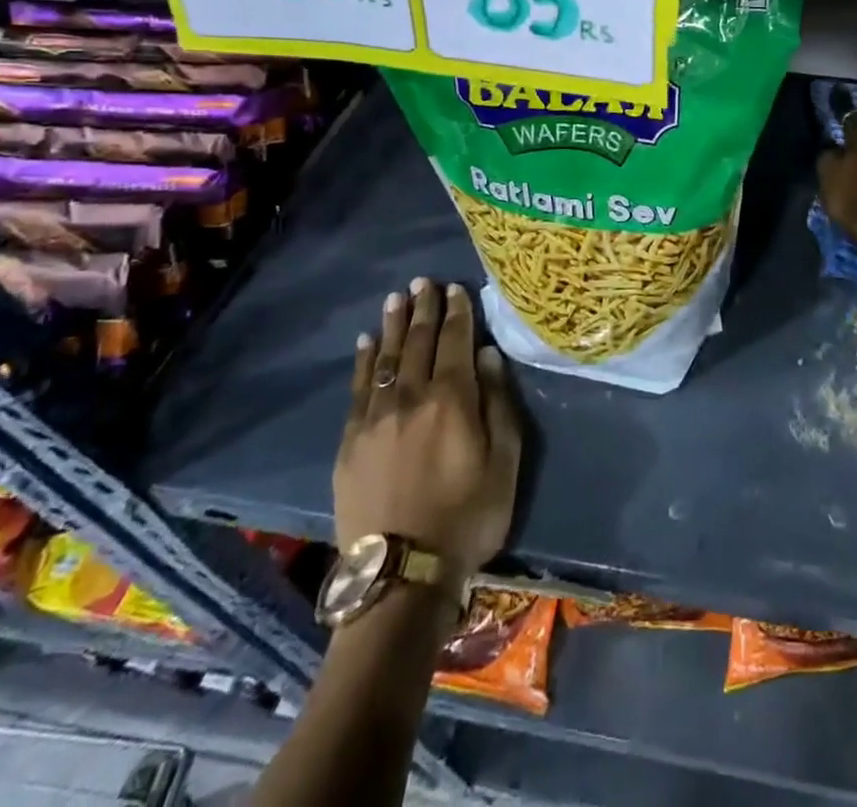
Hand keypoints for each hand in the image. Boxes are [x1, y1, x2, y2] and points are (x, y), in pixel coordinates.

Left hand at [337, 279, 520, 577]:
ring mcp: (376, 418)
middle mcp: (412, 396)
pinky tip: (366, 343)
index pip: (455, 340)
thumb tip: (488, 356)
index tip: (456, 289)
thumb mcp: (505, 461)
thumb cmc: (468, 515)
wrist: (402, 575)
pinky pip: (357, 389)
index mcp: (453, 398)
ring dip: (392, 325)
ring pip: (386, 358)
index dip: (457, 312)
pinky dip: (363, 362)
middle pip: (418, 341)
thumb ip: (499, 403)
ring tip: (396, 298)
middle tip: (424, 281)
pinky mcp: (350, 442)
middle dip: (423, 308)